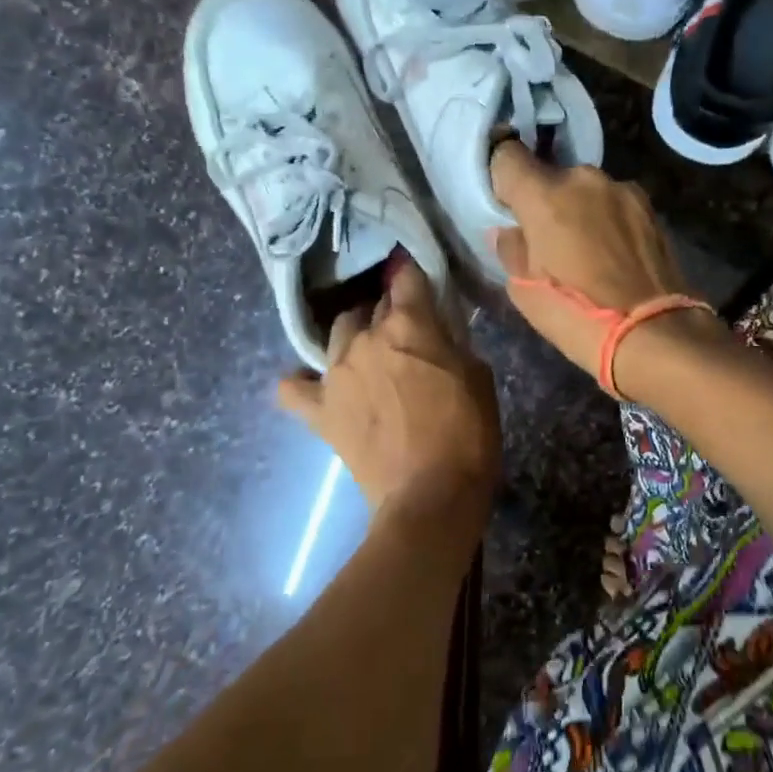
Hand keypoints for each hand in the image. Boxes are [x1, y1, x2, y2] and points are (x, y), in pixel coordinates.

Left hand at [277, 258, 499, 522]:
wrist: (431, 496)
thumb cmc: (468, 434)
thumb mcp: (479, 376)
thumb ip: (453, 342)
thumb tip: (437, 331)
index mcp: (409, 325)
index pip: (405, 278)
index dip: (411, 274)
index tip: (416, 278)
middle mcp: (365, 338)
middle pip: (371, 305)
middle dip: (388, 311)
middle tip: (406, 332)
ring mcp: (336, 373)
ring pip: (336, 333)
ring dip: (354, 338)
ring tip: (368, 356)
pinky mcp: (319, 410)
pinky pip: (293, 387)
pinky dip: (303, 383)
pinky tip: (316, 386)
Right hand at [488, 141, 723, 391]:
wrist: (652, 332)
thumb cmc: (576, 314)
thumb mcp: (525, 290)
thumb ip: (512, 248)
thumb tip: (511, 231)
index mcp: (544, 195)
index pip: (508, 157)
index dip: (502, 177)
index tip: (505, 204)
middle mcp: (583, 179)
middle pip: (552, 176)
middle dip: (546, 201)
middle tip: (548, 240)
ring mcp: (622, 190)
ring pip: (587, 191)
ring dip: (581, 210)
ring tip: (587, 252)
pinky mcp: (650, 207)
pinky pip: (615, 204)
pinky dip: (608, 220)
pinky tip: (614, 255)